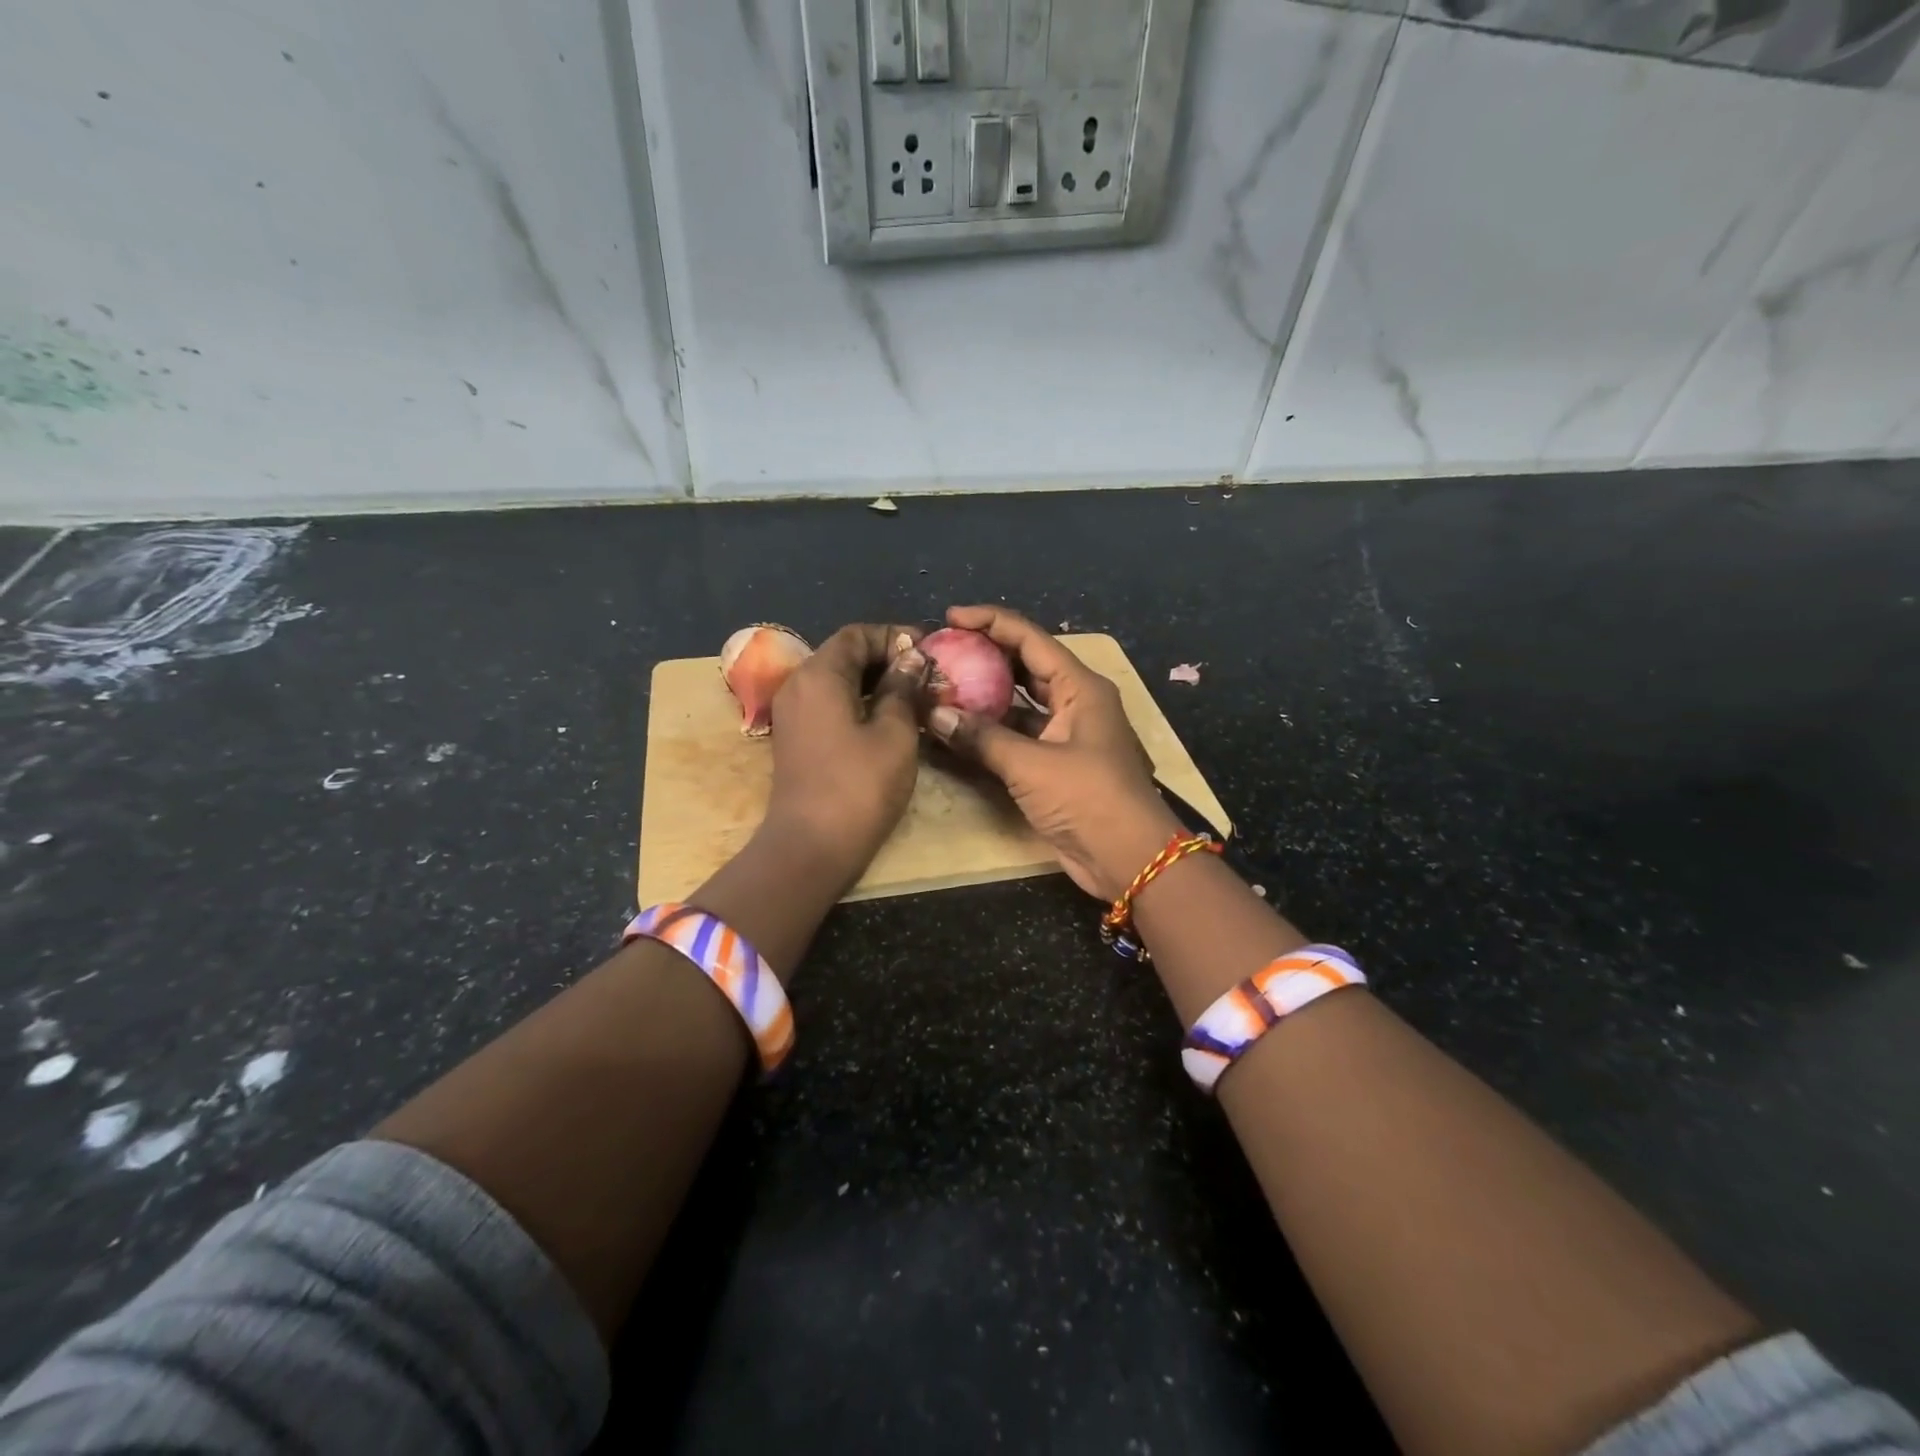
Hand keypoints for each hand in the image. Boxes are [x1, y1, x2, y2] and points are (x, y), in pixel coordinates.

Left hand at [765, 623, 929, 881]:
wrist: (810, 846)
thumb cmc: (859, 786)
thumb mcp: (894, 733)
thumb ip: (903, 689)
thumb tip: (913, 659)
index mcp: (819, 675)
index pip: (857, 635)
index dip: (894, 636)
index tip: (929, 650)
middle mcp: (798, 685)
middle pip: (844, 655)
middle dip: (887, 658)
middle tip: (927, 674)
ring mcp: (793, 714)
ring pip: (837, 681)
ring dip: (875, 682)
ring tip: (916, 695)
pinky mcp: (796, 738)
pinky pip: (829, 704)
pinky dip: (859, 702)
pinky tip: (890, 719)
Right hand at [926, 606, 1181, 900]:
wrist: (1128, 857)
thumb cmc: (1087, 798)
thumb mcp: (1031, 764)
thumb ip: (980, 737)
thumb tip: (932, 714)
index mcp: (1081, 686)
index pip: (1030, 638)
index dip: (990, 621)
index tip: (950, 617)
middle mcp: (1076, 702)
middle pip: (1025, 665)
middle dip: (985, 655)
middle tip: (942, 651)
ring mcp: (1068, 734)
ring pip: (1021, 702)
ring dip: (986, 695)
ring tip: (944, 685)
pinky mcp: (1058, 763)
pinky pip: (1020, 734)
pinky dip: (992, 730)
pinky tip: (960, 728)